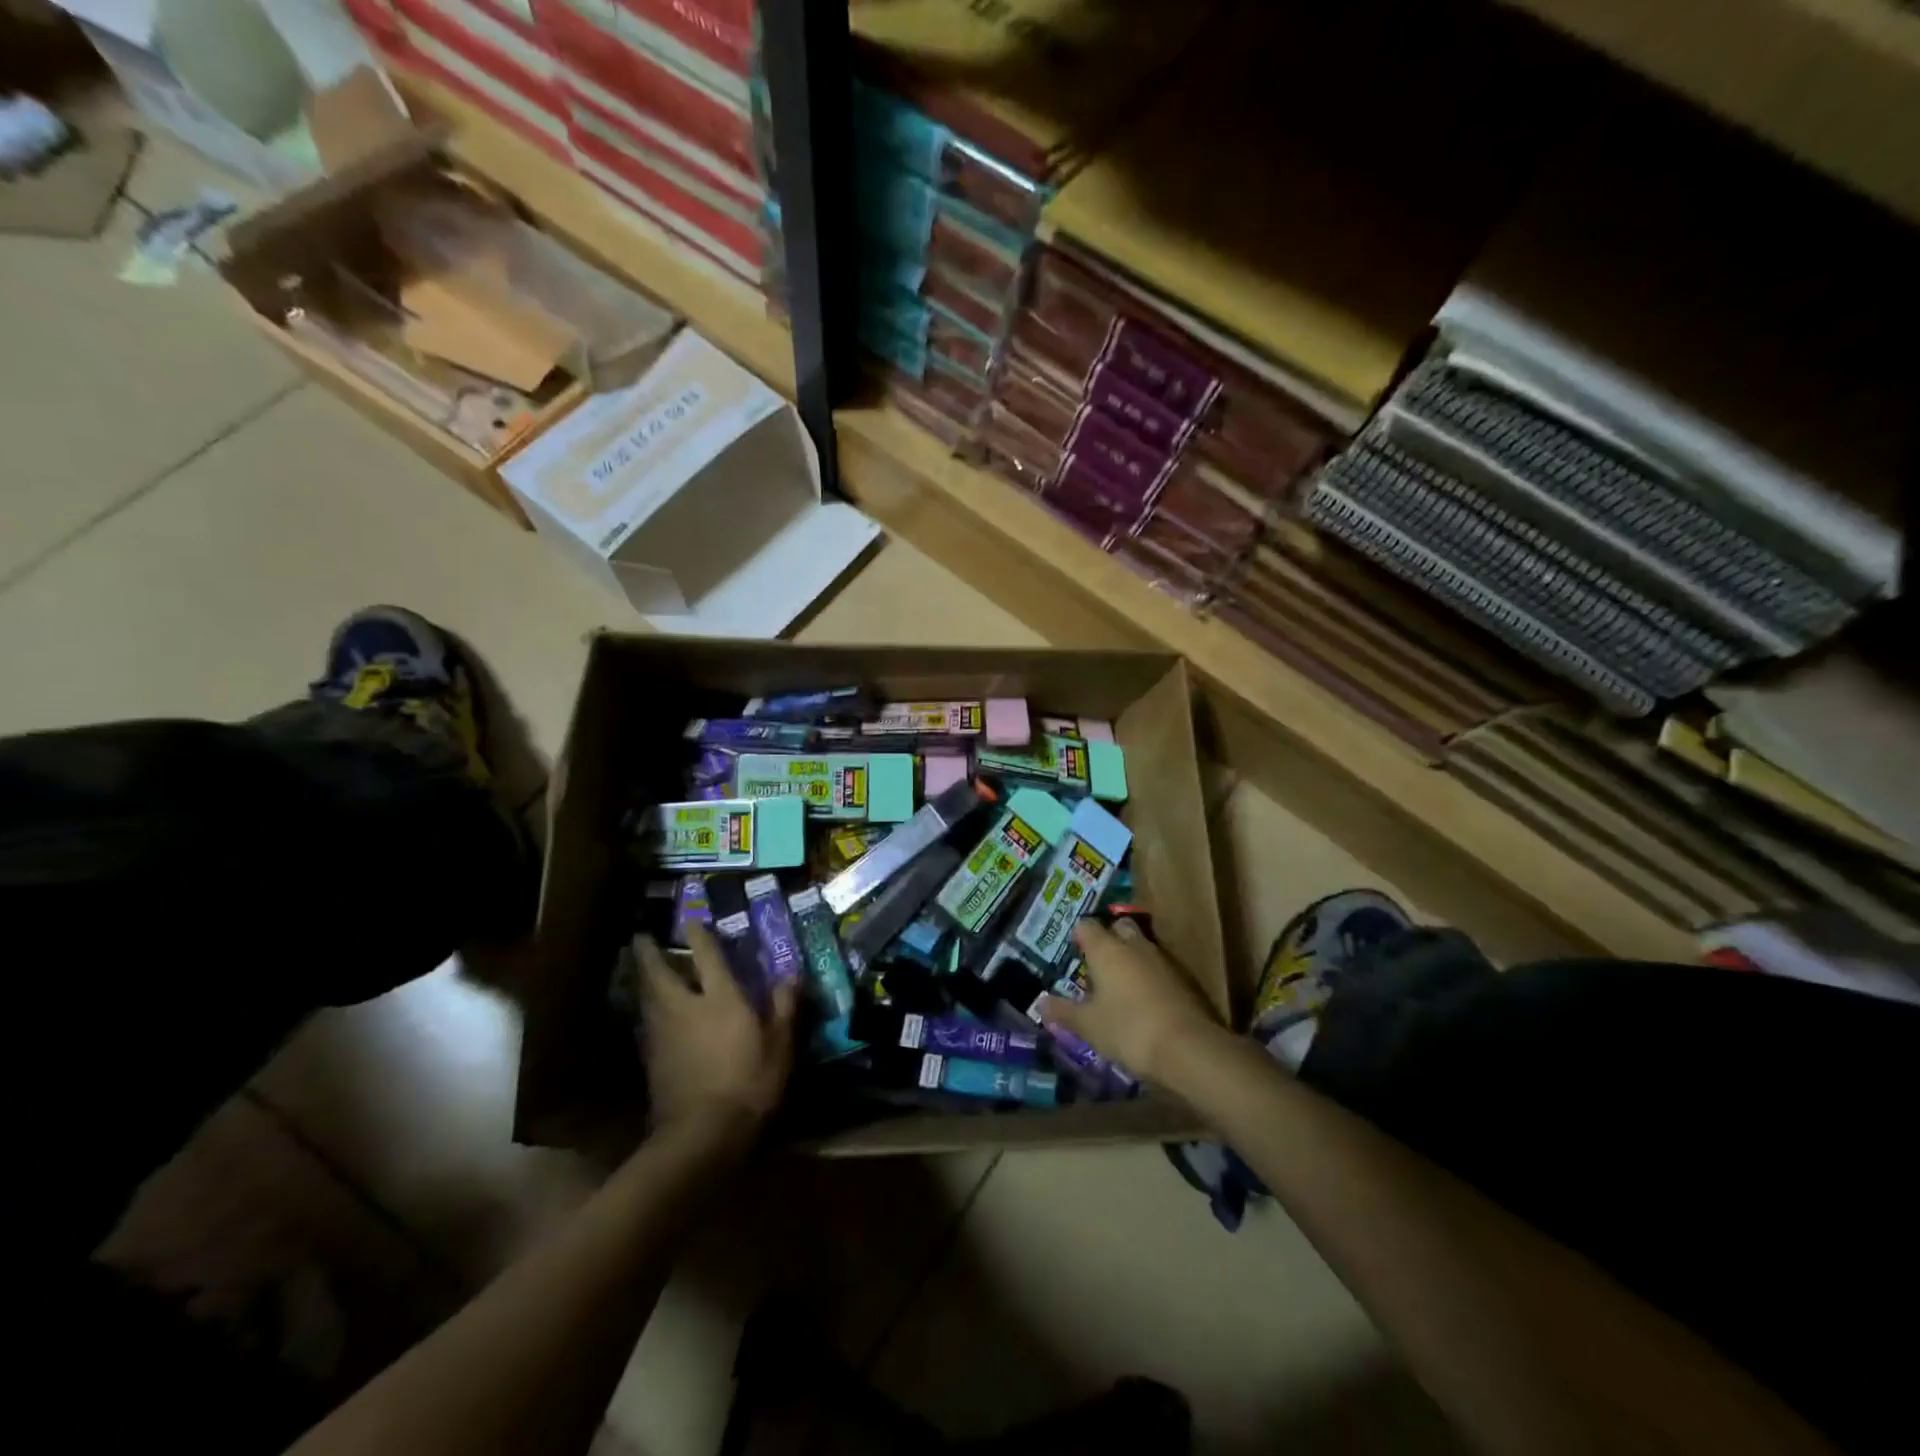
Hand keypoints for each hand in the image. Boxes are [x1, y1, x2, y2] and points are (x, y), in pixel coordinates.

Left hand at [633, 926, 796, 1135]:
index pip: (706, 956)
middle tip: (640, 937)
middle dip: (649, 953)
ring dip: (642, 979)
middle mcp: (685, 1007)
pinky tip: (647, 1013)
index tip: (690, 917)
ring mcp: (663, 1034)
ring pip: (646, 996)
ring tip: (640, 968)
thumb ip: (784, 1007)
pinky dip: (645, 1010)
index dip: (698, 934)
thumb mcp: (780, 1046)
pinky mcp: (651, 1060)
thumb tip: (791, 975)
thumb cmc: (749, 1084)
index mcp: (720, 998)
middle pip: (659, 972)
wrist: (701, 1135)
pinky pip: (646, 1023)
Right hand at [1038, 919, 1225, 1085]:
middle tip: (1096, 965)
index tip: (1073, 954)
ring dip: (1130, 958)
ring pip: (1141, 946)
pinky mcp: (1182, 979)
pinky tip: (1142, 1001)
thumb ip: (1063, 1012)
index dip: (1078, 937)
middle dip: (1108, 940)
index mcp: (1106, 949)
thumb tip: (1040, 1003)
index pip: (1087, 926)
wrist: (1187, 1048)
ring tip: (1117, 986)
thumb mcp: (1088, 1025)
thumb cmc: (1128, 1029)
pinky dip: (1148, 977)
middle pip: (1118, 928)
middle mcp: (1134, 945)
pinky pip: (1158, 967)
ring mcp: (1161, 959)